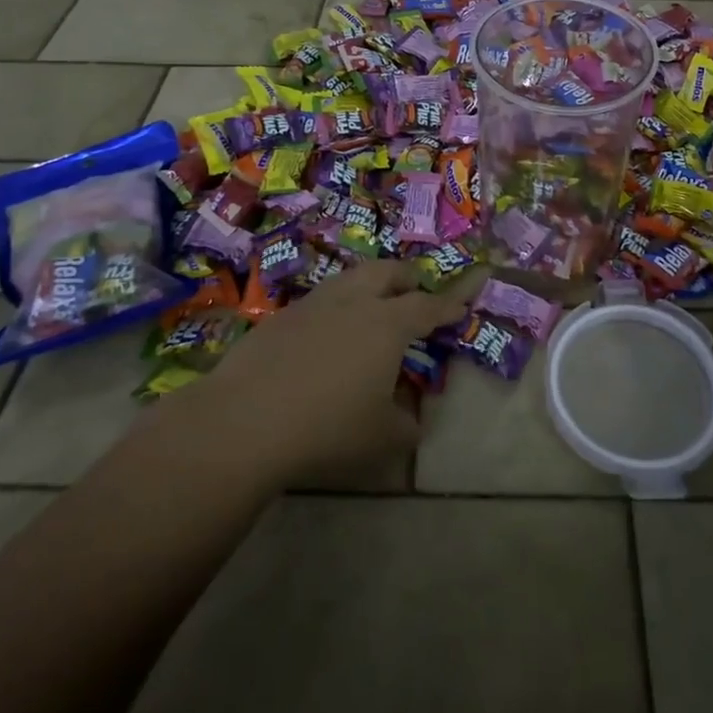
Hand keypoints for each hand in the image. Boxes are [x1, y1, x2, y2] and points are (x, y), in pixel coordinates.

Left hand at [171, 259, 483, 486]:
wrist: (245, 421)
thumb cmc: (327, 428)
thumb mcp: (382, 438)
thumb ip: (408, 425)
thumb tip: (413, 417)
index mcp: (388, 324)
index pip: (430, 306)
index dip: (451, 301)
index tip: (468, 293)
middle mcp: (355, 301)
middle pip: (388, 273)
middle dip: (408, 279)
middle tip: (415, 294)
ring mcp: (314, 304)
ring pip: (351, 279)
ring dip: (369, 286)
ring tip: (371, 307)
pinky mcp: (281, 317)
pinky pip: (320, 301)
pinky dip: (335, 308)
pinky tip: (325, 337)